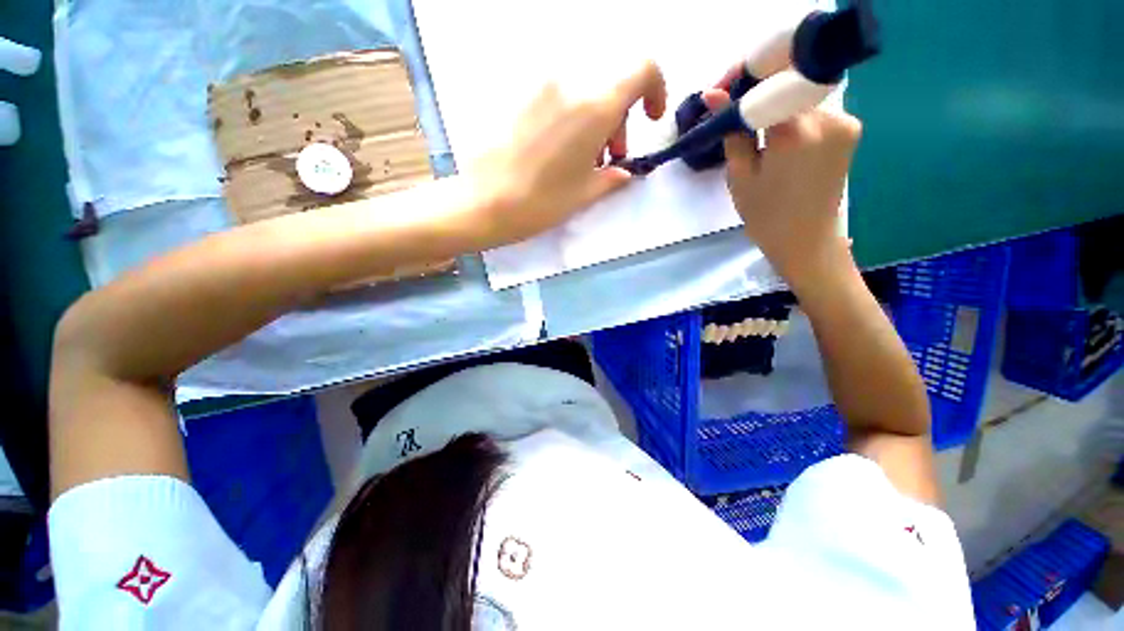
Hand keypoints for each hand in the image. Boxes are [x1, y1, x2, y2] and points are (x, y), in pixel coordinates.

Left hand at [465, 60, 666, 245]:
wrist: (484, 202)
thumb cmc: (541, 203)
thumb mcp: (585, 194)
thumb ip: (612, 177)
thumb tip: (623, 172)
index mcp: (594, 107)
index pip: (642, 70)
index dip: (655, 89)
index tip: (648, 119)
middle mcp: (570, 84)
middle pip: (610, 85)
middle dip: (619, 118)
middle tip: (609, 156)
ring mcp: (540, 86)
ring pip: (584, 90)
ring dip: (594, 118)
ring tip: (583, 157)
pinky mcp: (519, 95)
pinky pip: (558, 96)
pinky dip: (570, 116)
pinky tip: (558, 147)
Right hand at [703, 91, 860, 284]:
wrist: (806, 241)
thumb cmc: (766, 215)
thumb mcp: (739, 176)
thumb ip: (732, 131)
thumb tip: (713, 94)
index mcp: (796, 130)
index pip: (767, 85)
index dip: (742, 86)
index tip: (723, 93)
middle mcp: (829, 116)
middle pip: (786, 89)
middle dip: (759, 98)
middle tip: (737, 118)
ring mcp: (845, 121)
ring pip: (800, 99)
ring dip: (777, 110)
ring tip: (758, 137)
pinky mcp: (850, 130)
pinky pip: (814, 112)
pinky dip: (794, 119)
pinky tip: (781, 143)